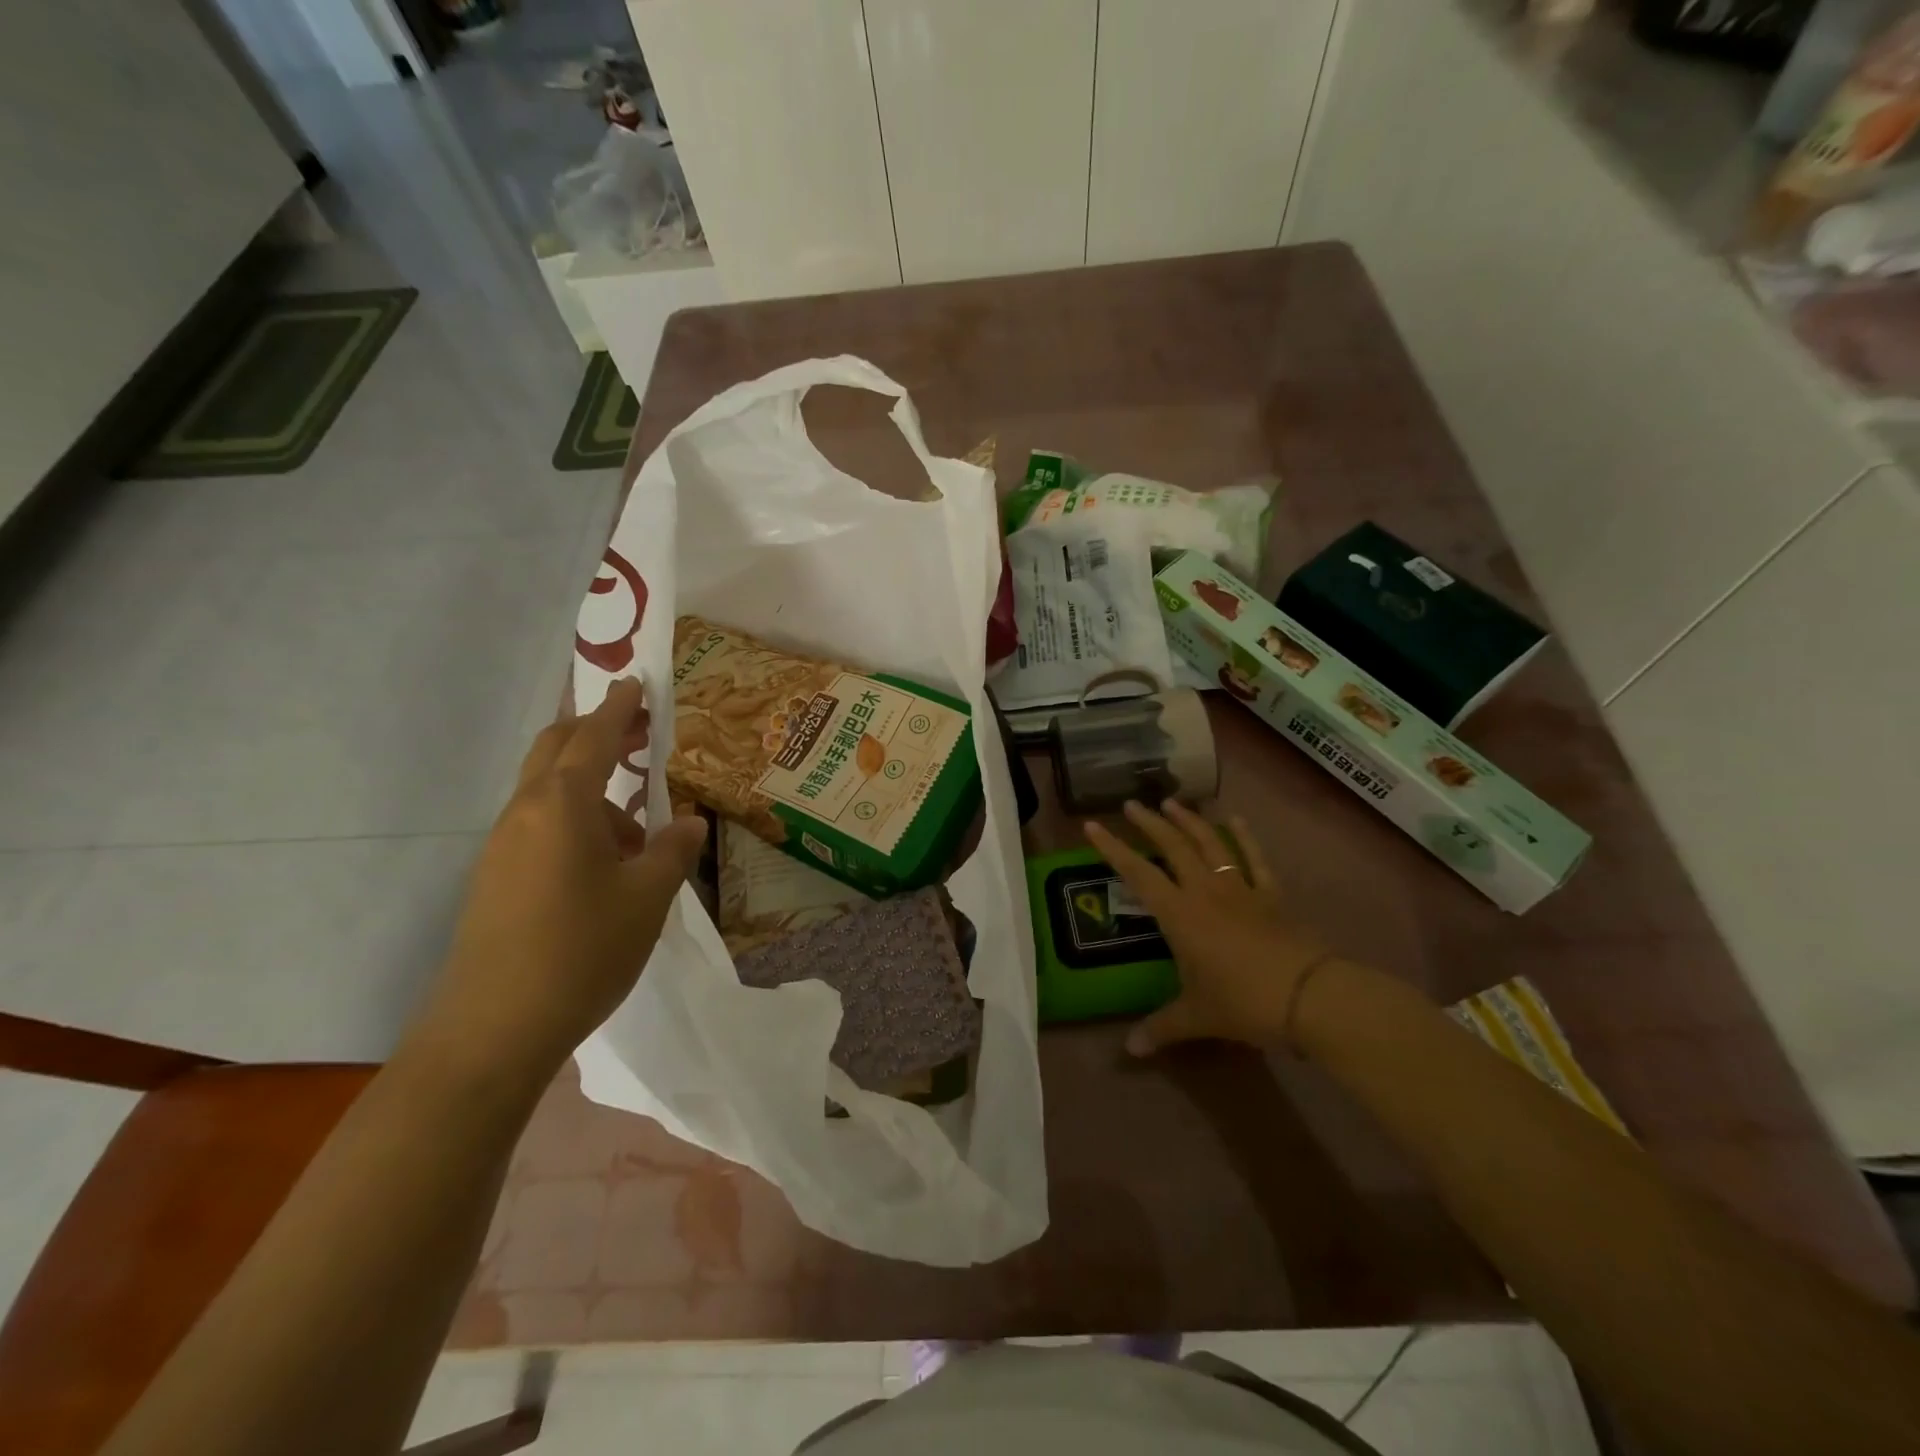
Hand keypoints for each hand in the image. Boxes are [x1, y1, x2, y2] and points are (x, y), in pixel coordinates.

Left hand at [411, 678, 706, 1085]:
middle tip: (639, 734)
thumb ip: (672, 849)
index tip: (636, 682)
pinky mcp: (495, 879)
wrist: (492, 1030)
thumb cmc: (581, 950)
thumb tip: (688, 821)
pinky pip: (540, 827)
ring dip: (592, 789)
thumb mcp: (647, 897)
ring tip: (639, 827)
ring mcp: (502, 847)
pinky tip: (607, 864)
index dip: (618, 707)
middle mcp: (524, 813)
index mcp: (562, 805)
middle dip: (595, 733)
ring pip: (548, 792)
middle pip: (555, 750)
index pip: (592, 737)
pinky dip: (576, 822)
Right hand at [1085, 800, 1333, 1055]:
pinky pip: (1256, 860)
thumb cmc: (1243, 1002)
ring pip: (1211, 844)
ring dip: (1190, 821)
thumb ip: (1160, 1028)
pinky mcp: (1273, 895)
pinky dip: (1245, 838)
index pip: (1138, 873)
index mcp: (1179, 915)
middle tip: (1133, 803)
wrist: (1311, 997)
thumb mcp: (1196, 1017)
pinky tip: (1237, 820)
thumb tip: (1130, 1050)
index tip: (1093, 825)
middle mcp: (1205, 892)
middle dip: (1151, 823)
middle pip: (1173, 846)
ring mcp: (1241, 889)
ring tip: (1173, 803)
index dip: (1112, 848)